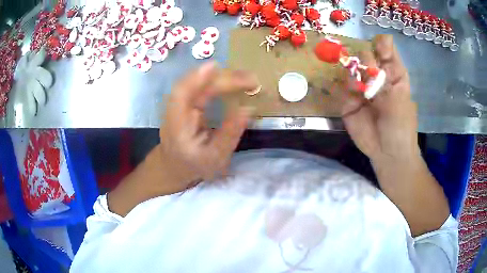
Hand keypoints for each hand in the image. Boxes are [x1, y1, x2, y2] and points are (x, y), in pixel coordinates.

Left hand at [108, 63, 257, 215]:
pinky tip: (233, 79)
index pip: (181, 94)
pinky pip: (202, 87)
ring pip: (199, 82)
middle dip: (223, 78)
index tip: (216, 67)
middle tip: (251, 80)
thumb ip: (229, 134)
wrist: (174, 165)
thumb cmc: (194, 164)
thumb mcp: (214, 157)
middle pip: (195, 84)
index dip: (196, 78)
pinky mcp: (187, 102)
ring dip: (223, 77)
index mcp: (177, 124)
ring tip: (247, 78)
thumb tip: (248, 109)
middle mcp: (176, 109)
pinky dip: (219, 81)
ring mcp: (181, 104)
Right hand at [338, 35, 449, 235]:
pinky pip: (342, 86)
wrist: (387, 153)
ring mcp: (361, 88)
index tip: (378, 46)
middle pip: (365, 55)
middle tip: (371, 73)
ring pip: (352, 68)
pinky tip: (353, 95)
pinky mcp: (348, 100)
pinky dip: (346, 87)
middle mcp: (376, 77)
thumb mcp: (399, 96)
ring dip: (355, 73)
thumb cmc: (401, 126)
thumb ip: (387, 70)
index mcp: (392, 73)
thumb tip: (386, 37)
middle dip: (367, 61)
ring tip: (361, 87)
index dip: (380, 44)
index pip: (384, 49)